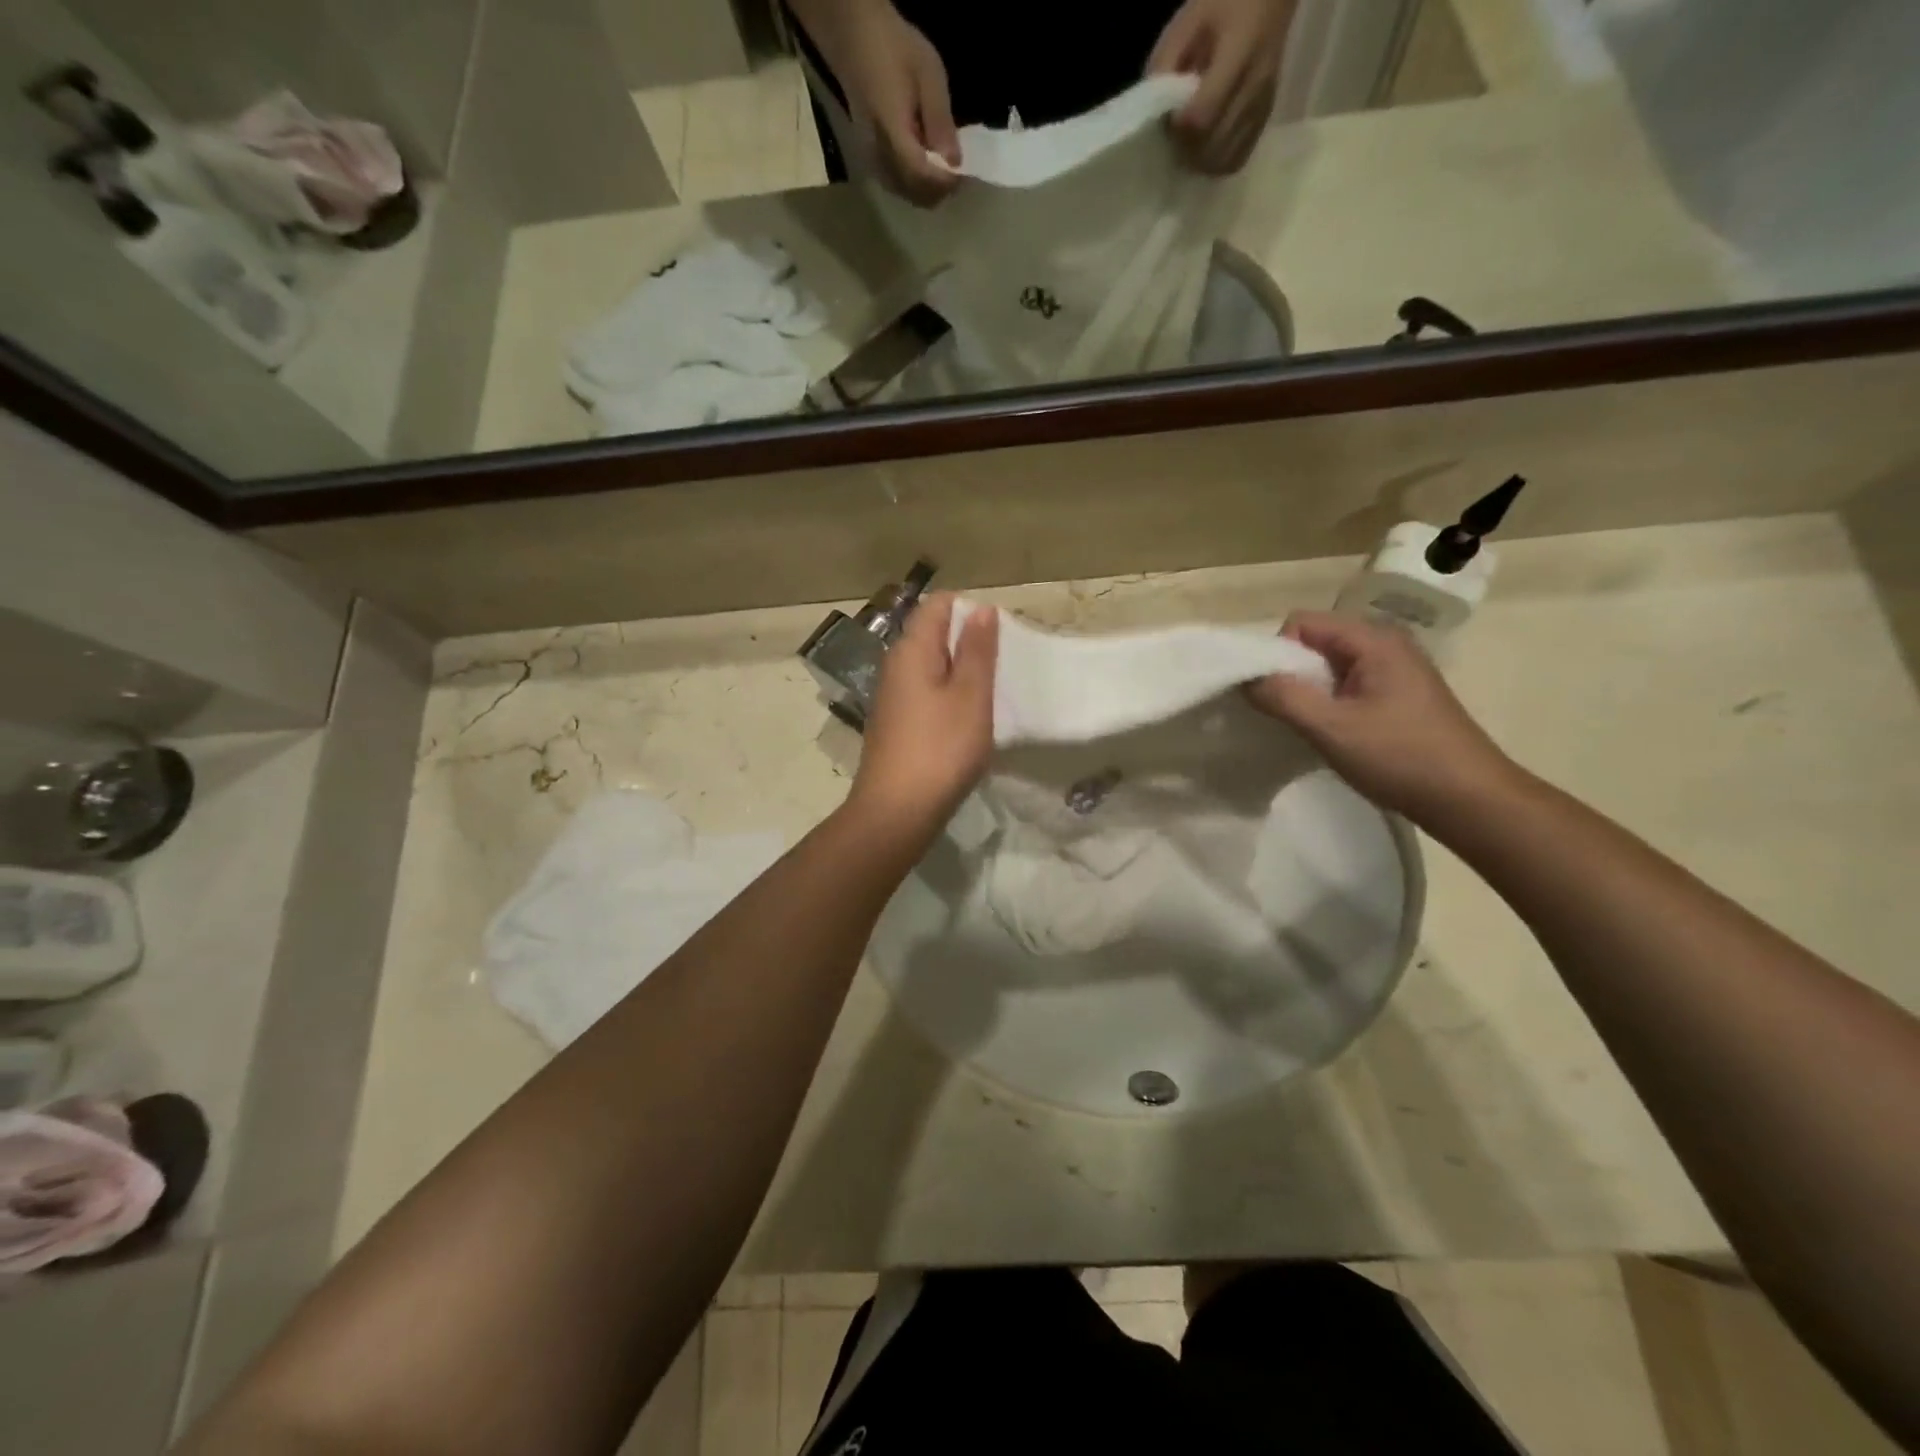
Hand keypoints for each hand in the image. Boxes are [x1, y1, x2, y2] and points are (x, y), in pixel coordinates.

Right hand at [791, 0, 961, 205]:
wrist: (851, 35)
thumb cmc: (892, 46)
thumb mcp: (927, 73)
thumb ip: (940, 120)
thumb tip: (954, 162)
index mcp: (893, 133)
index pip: (922, 176)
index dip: (945, 182)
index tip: (963, 175)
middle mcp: (880, 155)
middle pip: (914, 193)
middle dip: (938, 190)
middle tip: (955, 174)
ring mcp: (871, 160)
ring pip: (905, 194)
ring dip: (926, 190)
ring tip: (942, 169)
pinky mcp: (869, 158)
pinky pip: (896, 185)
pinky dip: (914, 184)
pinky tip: (923, 165)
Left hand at [848, 593, 998, 838]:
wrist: (897, 811)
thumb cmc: (941, 749)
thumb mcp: (970, 695)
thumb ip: (977, 650)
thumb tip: (981, 609)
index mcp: (911, 650)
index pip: (938, 605)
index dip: (970, 609)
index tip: (1000, 634)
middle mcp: (895, 665)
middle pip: (932, 634)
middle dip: (968, 641)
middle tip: (1002, 664)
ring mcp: (892, 696)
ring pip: (930, 666)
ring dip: (960, 671)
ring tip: (990, 691)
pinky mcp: (896, 724)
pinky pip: (925, 693)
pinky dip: (947, 696)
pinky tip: (967, 719)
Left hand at [1148, 0, 1296, 173]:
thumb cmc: (1224, 2)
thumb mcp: (1187, 21)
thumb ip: (1165, 65)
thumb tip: (1154, 113)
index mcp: (1239, 52)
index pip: (1201, 116)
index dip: (1178, 129)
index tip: (1168, 120)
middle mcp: (1254, 86)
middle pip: (1212, 145)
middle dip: (1186, 149)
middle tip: (1175, 136)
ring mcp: (1262, 106)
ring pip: (1224, 160)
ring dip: (1200, 161)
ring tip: (1189, 144)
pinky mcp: (1265, 119)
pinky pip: (1237, 159)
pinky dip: (1217, 163)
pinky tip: (1206, 150)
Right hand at [1245, 611, 1520, 823]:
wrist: (1469, 800)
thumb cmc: (1401, 757)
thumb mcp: (1331, 728)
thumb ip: (1283, 697)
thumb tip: (1246, 678)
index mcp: (1374, 640)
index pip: (1301, 623)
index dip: (1277, 652)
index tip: (1274, 693)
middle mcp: (1385, 645)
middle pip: (1315, 641)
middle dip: (1290, 672)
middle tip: (1286, 714)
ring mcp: (1394, 671)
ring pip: (1329, 666)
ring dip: (1309, 691)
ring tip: (1308, 726)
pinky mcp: (1397, 696)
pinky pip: (1346, 684)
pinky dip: (1328, 703)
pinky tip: (1332, 733)